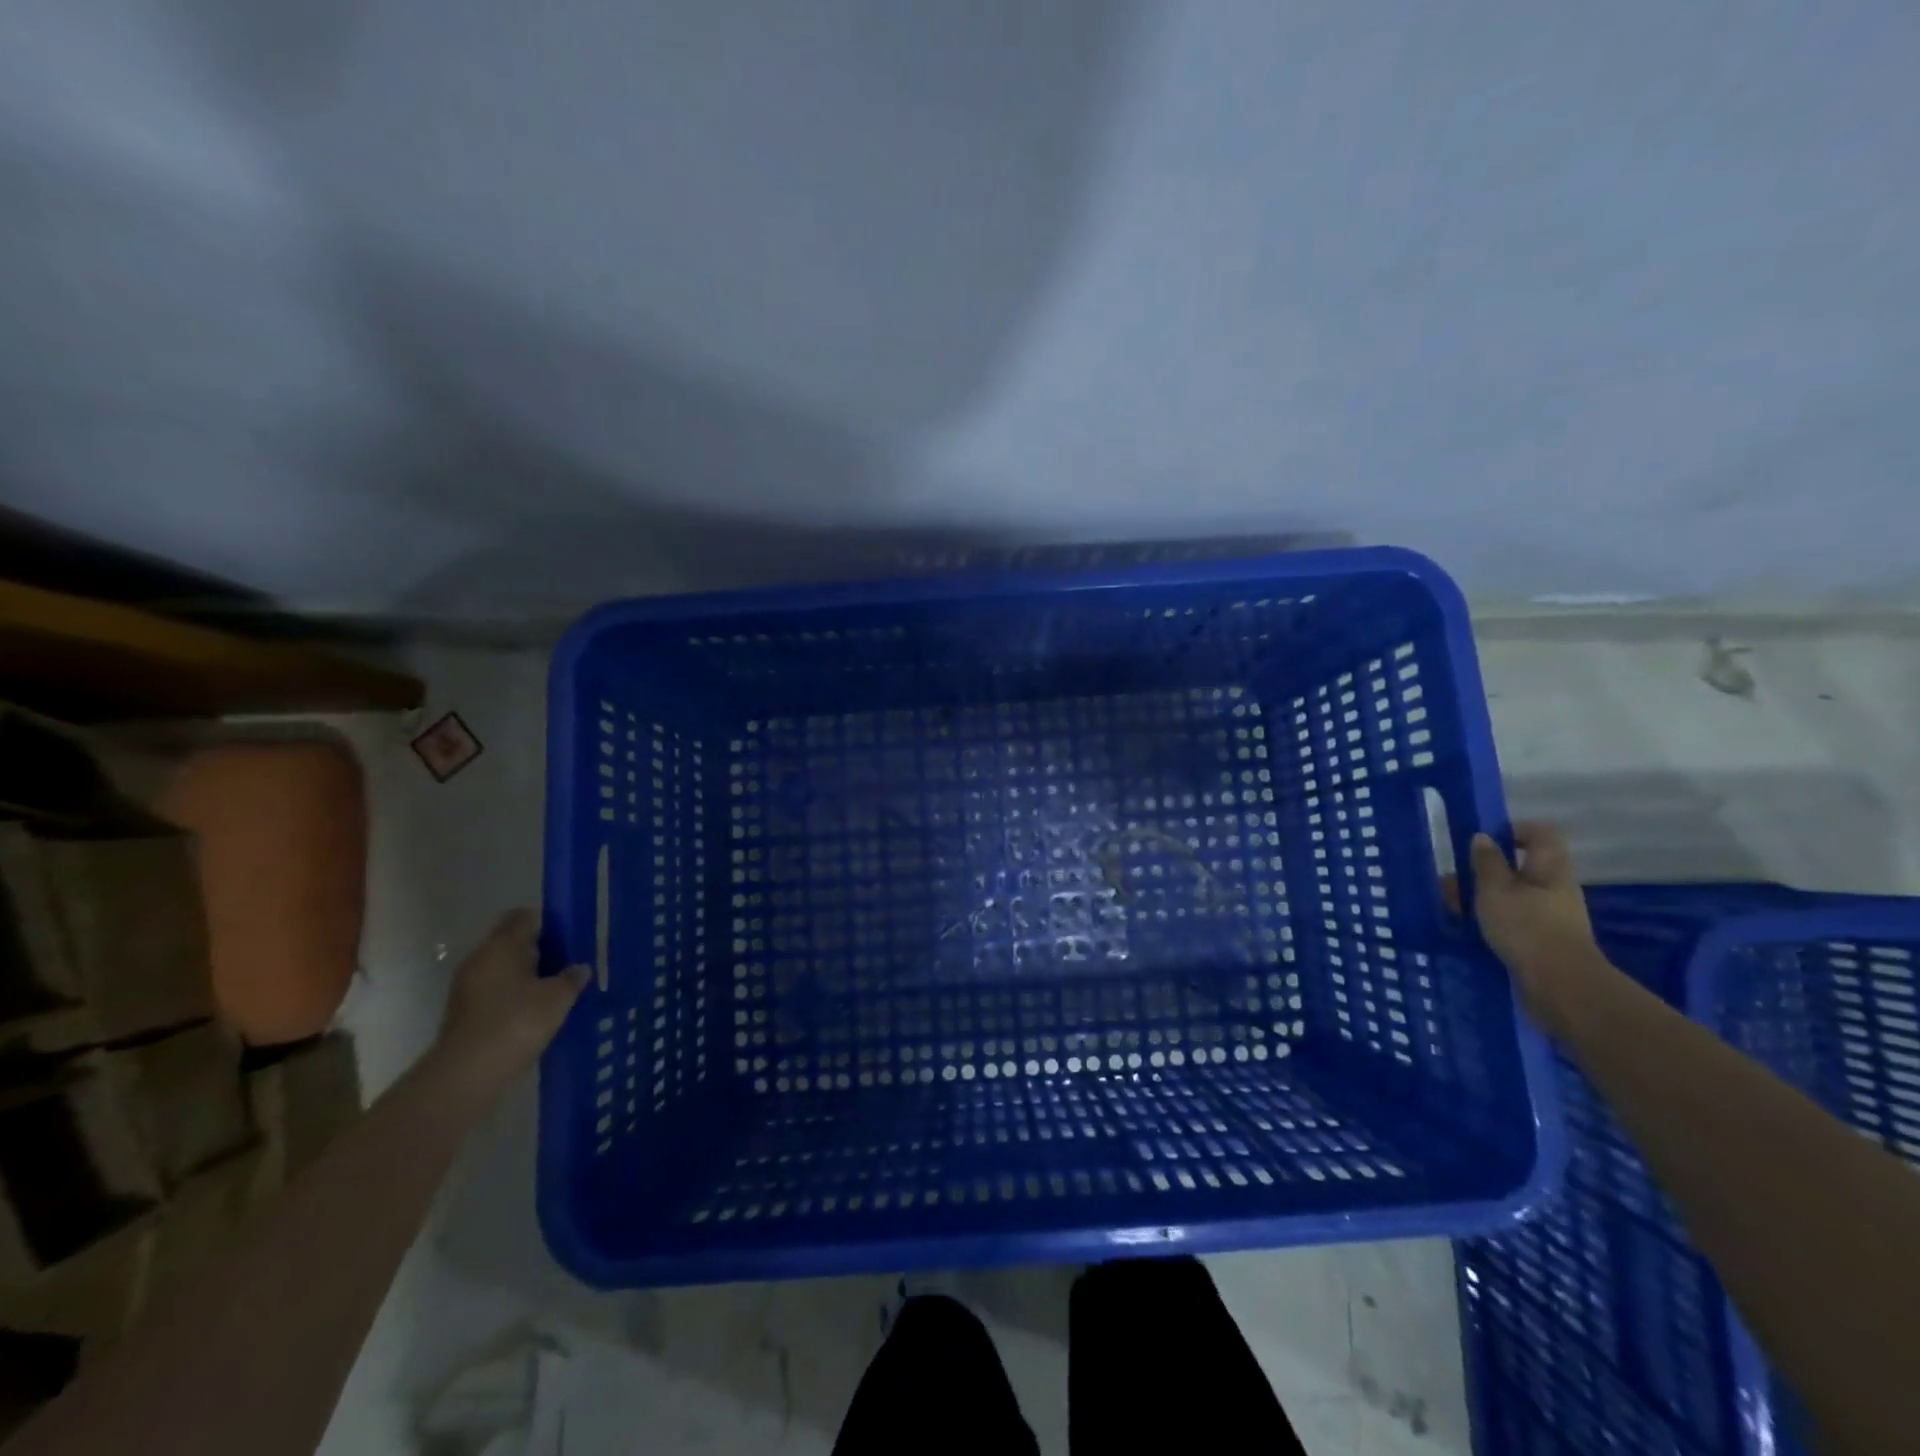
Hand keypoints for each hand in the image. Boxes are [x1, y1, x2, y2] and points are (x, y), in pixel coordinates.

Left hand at [431, 909, 588, 1097]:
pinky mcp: (464, 1012)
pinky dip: (514, 994)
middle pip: (511, 942)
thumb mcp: (557, 998)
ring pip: (502, 968)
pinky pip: (495, 990)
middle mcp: (480, 959)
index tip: (570, 934)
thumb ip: (572, 978)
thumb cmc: (516, 1023)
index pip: (524, 917)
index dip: (548, 921)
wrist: (466, 1074)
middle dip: (539, 948)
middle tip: (568, 960)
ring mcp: (467, 986)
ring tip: (555, 986)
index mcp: (502, 946)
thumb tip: (581, 968)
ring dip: (526, 973)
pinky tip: (535, 1009)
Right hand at [1468, 823, 1605, 1035]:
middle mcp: (1555, 889)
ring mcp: (1553, 917)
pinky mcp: (1545, 941)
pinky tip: (1469, 931)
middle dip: (1485, 871)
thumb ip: (1487, 863)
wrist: (1561, 987)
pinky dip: (1491, 920)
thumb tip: (1483, 838)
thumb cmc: (1526, 928)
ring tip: (1452, 910)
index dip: (1513, 829)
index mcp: (1549, 869)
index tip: (1481, 840)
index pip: (1540, 834)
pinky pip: (1514, 920)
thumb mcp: (1495, 890)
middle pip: (1521, 867)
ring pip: (1513, 896)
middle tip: (1453, 882)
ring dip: (1483, 898)